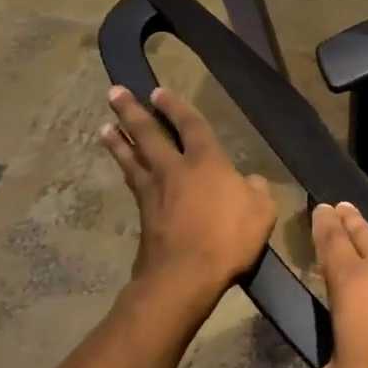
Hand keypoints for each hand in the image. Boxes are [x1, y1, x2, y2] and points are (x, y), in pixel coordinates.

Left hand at [101, 86, 275, 322]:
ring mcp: (154, 191)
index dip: (176, 107)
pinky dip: (125, 166)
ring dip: (119, 140)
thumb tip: (249, 182)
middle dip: (133, 112)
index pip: (190, 126)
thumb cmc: (228, 238)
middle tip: (116, 93)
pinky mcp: (143, 213)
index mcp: (206, 162)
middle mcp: (175, 169)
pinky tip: (123, 165)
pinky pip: (132, 180)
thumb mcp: (261, 212)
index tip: (158, 92)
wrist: (184, 275)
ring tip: (106, 125)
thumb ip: (257, 190)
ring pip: (133, 157)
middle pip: (149, 134)